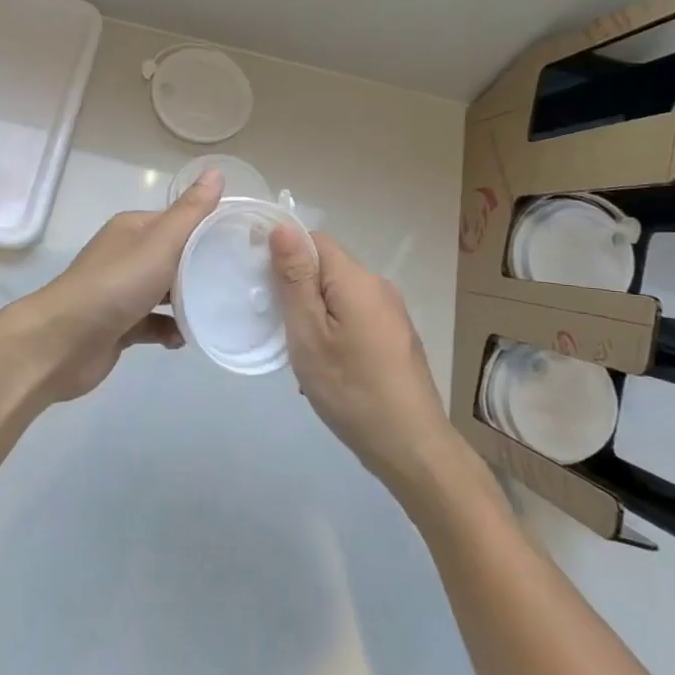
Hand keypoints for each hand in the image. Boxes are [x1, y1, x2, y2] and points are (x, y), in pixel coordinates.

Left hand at [0, 170, 223, 404]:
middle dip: (203, 269)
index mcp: (134, 229)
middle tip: (239, 282)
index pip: (179, 222)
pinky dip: (171, 330)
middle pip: (174, 257)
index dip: (209, 230)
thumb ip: (191, 213)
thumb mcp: (160, 243)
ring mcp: (121, 292)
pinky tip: (186, 339)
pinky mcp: (119, 325)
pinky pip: (154, 323)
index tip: (243, 245)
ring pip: (166, 292)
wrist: (62, 342)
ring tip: (221, 310)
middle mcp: (126, 255)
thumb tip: (216, 172)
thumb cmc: (115, 285)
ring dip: (189, 302)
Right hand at [271, 226, 465, 494]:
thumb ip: (295, 279)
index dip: (283, 253)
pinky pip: (354, 317)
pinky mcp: (396, 337)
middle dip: (297, 290)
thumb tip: (283, 227)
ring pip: (338, 296)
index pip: (314, 240)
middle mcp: (378, 287)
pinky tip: (327, 368)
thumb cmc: (351, 389)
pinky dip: (334, 332)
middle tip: (278, 327)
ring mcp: (391, 313)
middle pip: (327, 268)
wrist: (411, 447)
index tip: (262, 284)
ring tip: (300, 354)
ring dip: (314, 315)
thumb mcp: (309, 334)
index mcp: (357, 279)